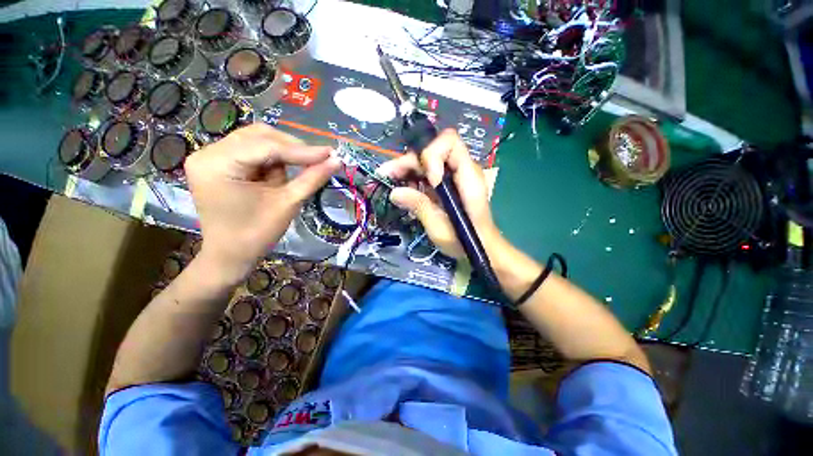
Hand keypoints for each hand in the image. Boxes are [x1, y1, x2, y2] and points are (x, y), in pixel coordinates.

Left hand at [185, 124, 340, 283]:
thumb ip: (312, 178)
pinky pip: (252, 150)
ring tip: (293, 174)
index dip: (302, 150)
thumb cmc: (256, 234)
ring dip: (282, 154)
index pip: (267, 147)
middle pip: (259, 136)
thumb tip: (337, 160)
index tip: (331, 154)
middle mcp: (208, 153)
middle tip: (318, 161)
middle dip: (292, 149)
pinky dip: (272, 159)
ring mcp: (210, 156)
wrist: (231, 255)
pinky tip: (278, 176)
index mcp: (217, 164)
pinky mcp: (218, 163)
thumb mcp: (288, 203)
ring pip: (257, 140)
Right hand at [377, 129, 503, 259]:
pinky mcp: (447, 184)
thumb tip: (395, 192)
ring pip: (428, 159)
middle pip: (433, 149)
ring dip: (407, 167)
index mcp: (468, 177)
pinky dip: (413, 177)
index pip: (450, 142)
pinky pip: (428, 172)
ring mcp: (454, 176)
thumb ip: (419, 206)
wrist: (481, 247)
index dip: (432, 155)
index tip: (428, 181)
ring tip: (390, 180)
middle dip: (410, 160)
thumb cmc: (466, 241)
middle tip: (388, 174)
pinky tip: (403, 188)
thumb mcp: (440, 228)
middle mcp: (462, 170)